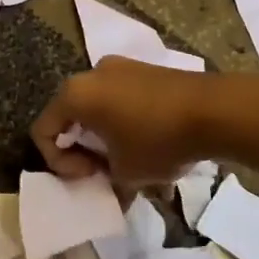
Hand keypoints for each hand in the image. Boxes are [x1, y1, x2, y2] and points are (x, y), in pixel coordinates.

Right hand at [31, 57, 220, 186]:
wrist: (215, 110)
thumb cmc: (158, 140)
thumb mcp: (127, 173)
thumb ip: (107, 182)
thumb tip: (113, 191)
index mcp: (75, 94)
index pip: (43, 130)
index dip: (59, 162)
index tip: (90, 176)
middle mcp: (91, 73)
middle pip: (70, 116)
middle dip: (82, 149)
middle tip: (104, 172)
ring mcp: (120, 67)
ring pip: (98, 107)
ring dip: (104, 137)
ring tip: (129, 161)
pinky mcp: (145, 70)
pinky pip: (121, 98)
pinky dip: (124, 122)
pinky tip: (150, 144)